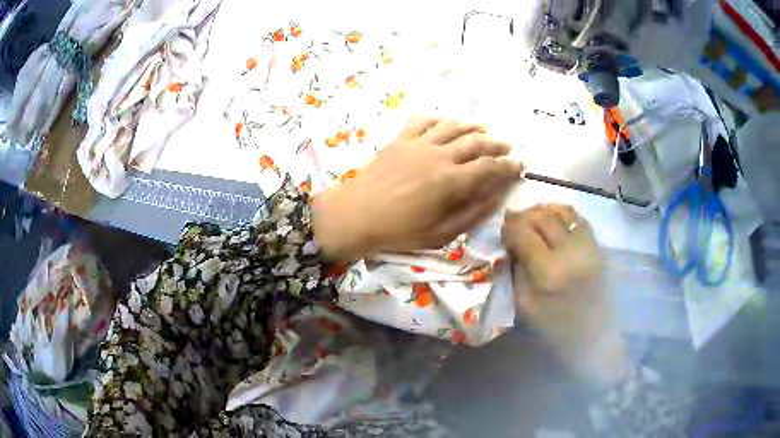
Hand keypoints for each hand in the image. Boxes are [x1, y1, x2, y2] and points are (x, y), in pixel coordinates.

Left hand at [313, 117, 522, 260]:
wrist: (356, 216)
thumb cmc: (399, 231)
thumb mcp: (440, 233)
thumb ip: (472, 214)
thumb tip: (496, 197)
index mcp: (451, 181)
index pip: (490, 167)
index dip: (509, 165)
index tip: (520, 165)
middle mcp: (440, 155)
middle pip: (476, 142)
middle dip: (496, 144)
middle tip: (507, 147)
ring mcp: (419, 143)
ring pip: (453, 126)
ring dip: (473, 126)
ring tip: (484, 129)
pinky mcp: (401, 139)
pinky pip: (424, 120)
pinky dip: (440, 118)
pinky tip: (447, 122)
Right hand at [502, 205, 630, 390]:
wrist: (592, 338)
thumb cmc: (553, 330)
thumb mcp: (523, 305)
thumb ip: (516, 270)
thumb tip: (510, 243)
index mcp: (547, 272)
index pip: (523, 232)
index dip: (509, 226)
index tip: (502, 230)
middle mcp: (570, 252)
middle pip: (543, 217)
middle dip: (524, 216)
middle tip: (514, 223)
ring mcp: (588, 247)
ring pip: (563, 212)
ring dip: (544, 213)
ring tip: (534, 221)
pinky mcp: (598, 248)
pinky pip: (579, 220)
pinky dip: (563, 217)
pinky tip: (555, 226)